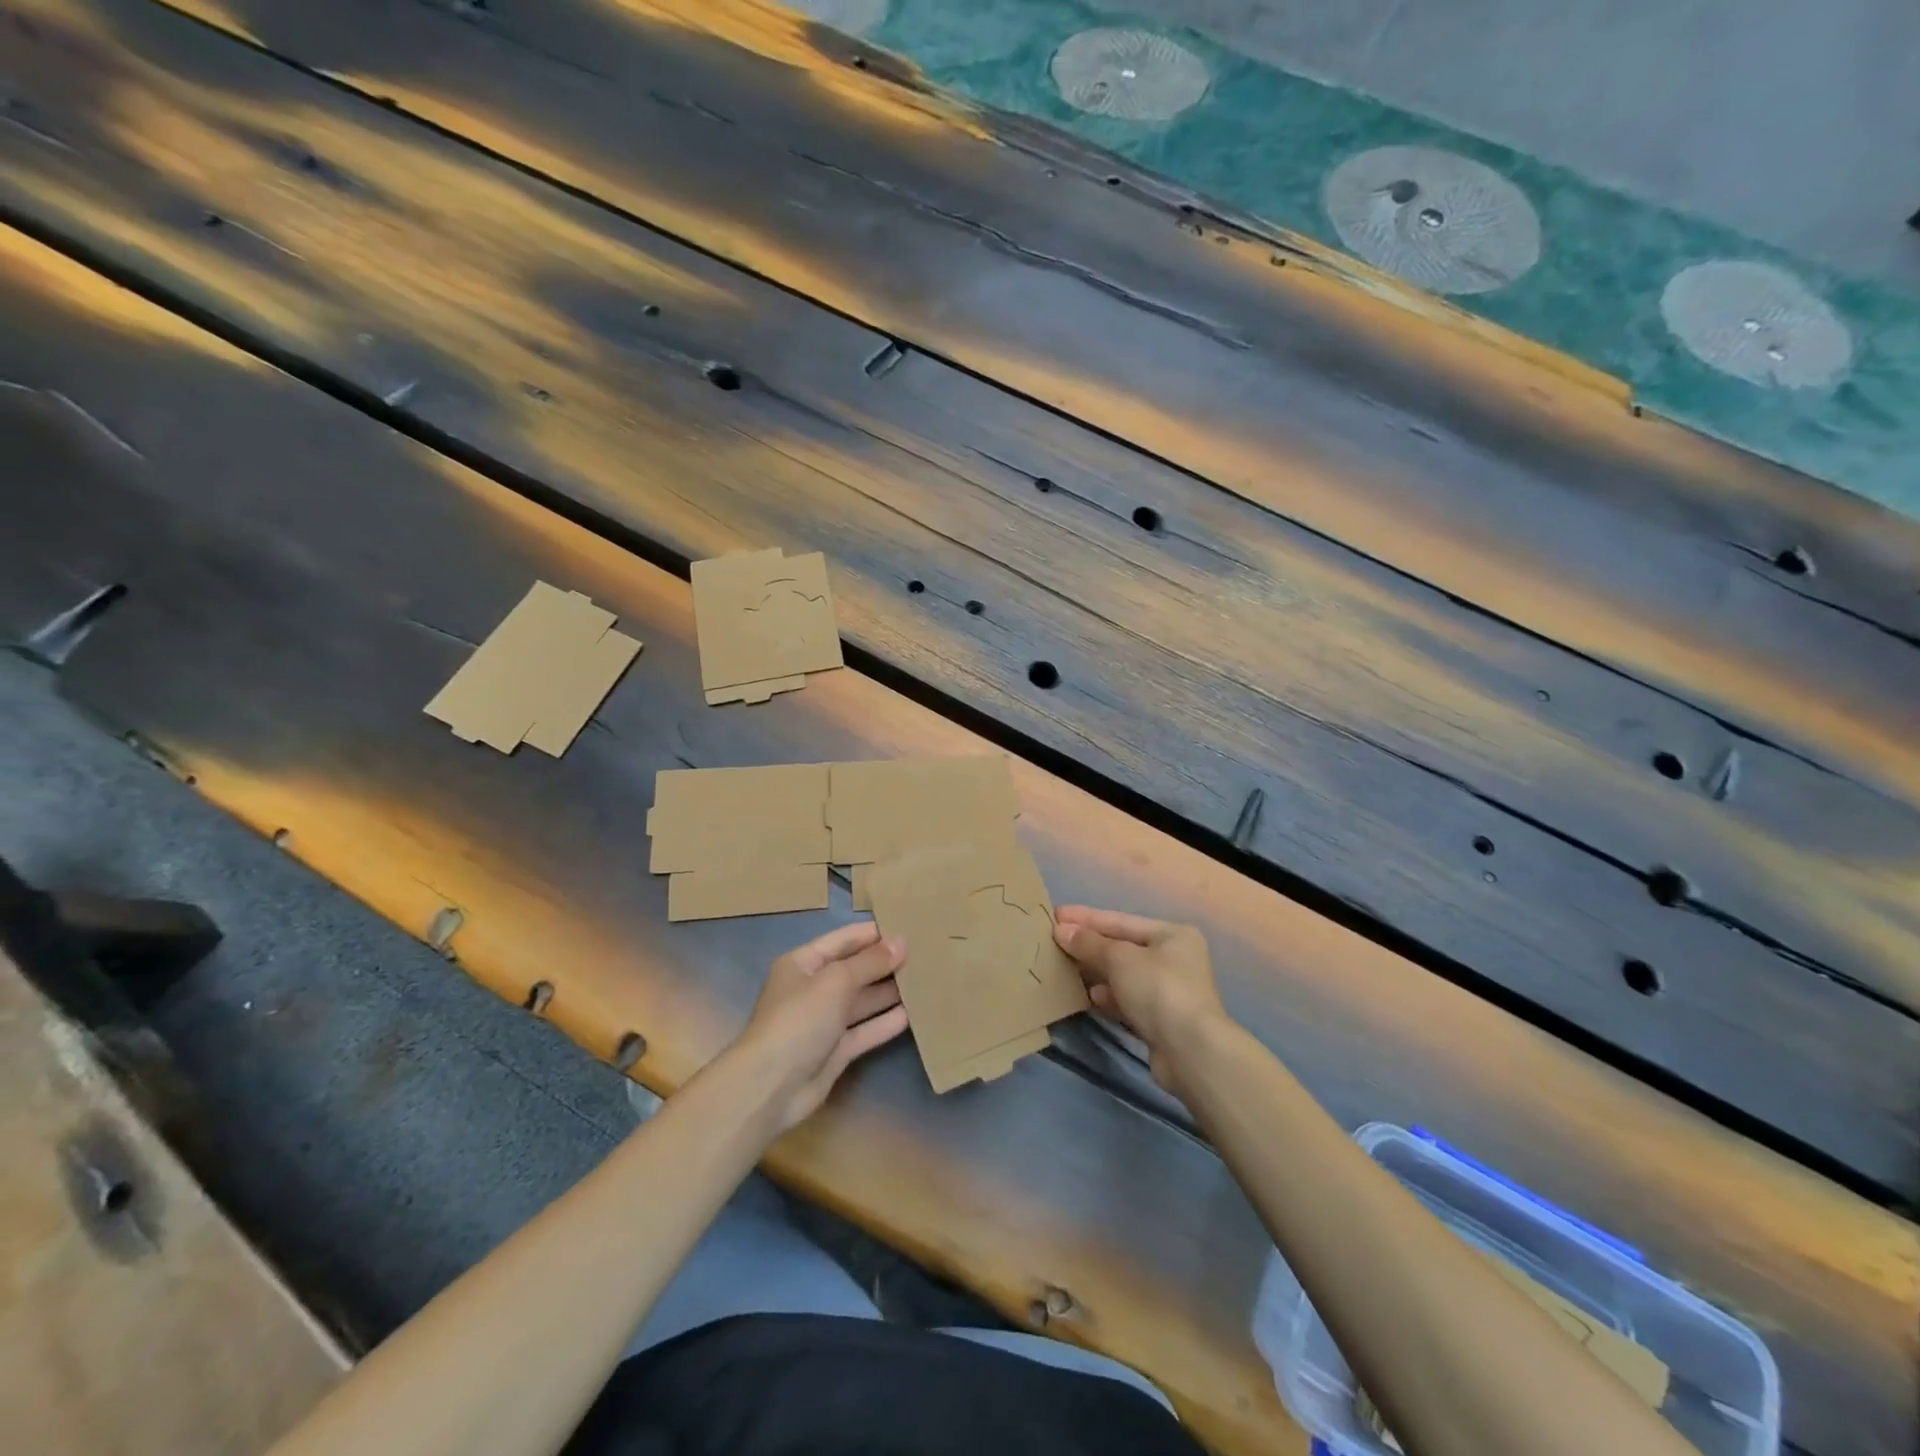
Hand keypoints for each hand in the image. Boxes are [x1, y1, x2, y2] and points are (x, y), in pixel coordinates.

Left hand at [732, 922, 910, 1132]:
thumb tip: (901, 943)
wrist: (772, 1086)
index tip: (907, 926)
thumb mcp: (836, 981)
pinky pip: (865, 1031)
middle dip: (885, 963)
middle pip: (854, 970)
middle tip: (924, 954)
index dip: (873, 934)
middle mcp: (813, 989)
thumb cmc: (800, 1019)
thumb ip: (870, 962)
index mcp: (803, 964)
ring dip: (889, 992)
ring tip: (925, 980)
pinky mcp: (835, 1051)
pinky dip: (885, 1022)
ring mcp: (824, 1022)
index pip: (843, 940)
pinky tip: (913, 1013)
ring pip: (862, 1001)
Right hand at [1054, 907, 1227, 1094]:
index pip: (1122, 920)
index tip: (1056, 915)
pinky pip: (1128, 1000)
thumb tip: (1061, 930)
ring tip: (1066, 969)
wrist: (1190, 1051)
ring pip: (1124, 976)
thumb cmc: (1158, 989)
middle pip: (1123, 947)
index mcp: (1172, 935)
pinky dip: (1109, 997)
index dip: (1087, 918)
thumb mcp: (1119, 958)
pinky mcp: (1162, 1021)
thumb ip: (1089, 943)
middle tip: (1055, 942)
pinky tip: (1090, 997)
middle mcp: (1175, 959)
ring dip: (1097, 972)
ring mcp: (1170, 992)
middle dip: (1090, 946)